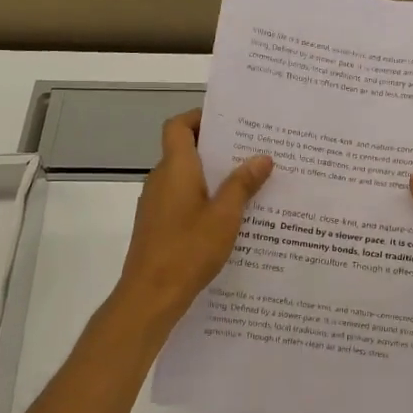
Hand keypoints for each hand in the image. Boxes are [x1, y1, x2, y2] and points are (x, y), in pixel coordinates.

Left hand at [116, 110, 272, 326]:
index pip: (178, 126)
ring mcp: (156, 203)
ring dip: (212, 176)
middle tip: (252, 151)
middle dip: (216, 148)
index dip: (199, 117)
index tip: (229, 122)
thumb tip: (262, 157)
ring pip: (185, 177)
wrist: (150, 295)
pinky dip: (203, 198)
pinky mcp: (157, 225)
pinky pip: (182, 199)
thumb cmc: (188, 249)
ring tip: (249, 183)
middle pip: (184, 150)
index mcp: (175, 168)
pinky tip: (229, 217)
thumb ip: (243, 184)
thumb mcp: (225, 216)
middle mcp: (161, 179)